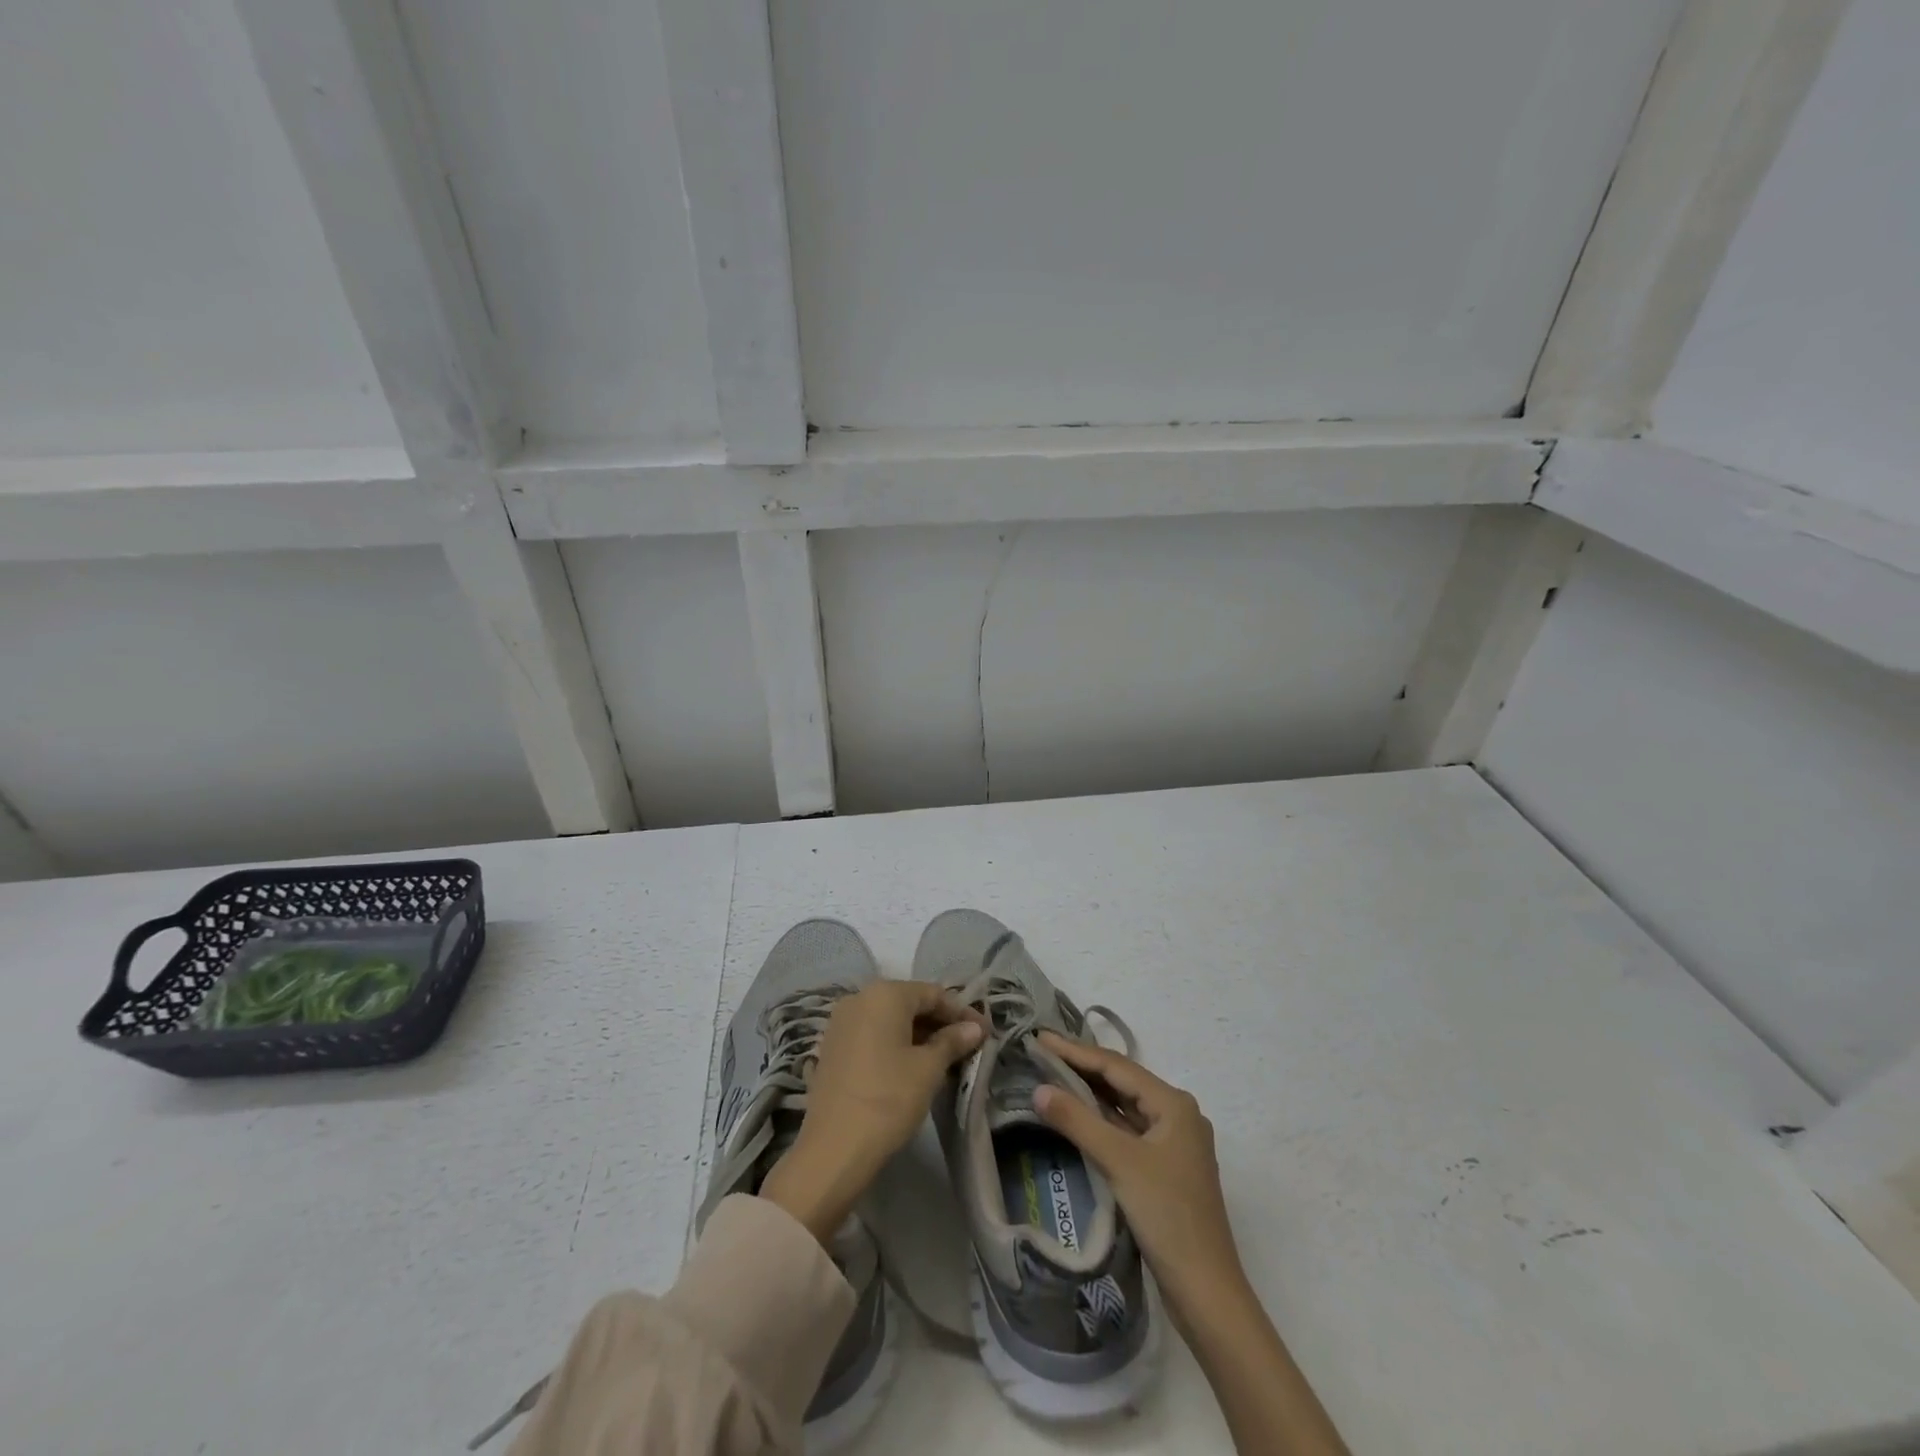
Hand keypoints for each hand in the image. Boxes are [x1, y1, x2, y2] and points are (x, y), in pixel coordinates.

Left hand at [762, 982, 983, 1242]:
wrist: (833, 1149)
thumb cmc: (888, 1099)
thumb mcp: (928, 1069)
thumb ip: (953, 1041)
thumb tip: (975, 1027)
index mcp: (884, 994)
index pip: (933, 994)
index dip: (961, 1012)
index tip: (984, 1032)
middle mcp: (859, 998)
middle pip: (909, 1003)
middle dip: (940, 1023)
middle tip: (968, 1046)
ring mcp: (841, 1023)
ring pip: (890, 1020)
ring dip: (919, 1035)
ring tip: (945, 1058)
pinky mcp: (833, 1047)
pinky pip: (873, 1035)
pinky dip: (895, 1044)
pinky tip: (913, 1066)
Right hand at [1033, 1033, 1246, 1325]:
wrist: (1206, 1290)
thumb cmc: (1167, 1216)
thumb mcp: (1119, 1163)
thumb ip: (1077, 1121)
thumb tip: (1038, 1089)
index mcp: (1174, 1104)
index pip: (1116, 1067)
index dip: (1075, 1051)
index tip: (1039, 1038)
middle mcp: (1176, 1114)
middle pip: (1121, 1082)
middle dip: (1082, 1067)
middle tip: (1041, 1051)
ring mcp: (1172, 1143)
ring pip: (1124, 1106)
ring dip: (1090, 1092)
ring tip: (1052, 1074)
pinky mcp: (1164, 1168)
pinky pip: (1127, 1130)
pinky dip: (1101, 1119)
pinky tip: (1077, 1114)